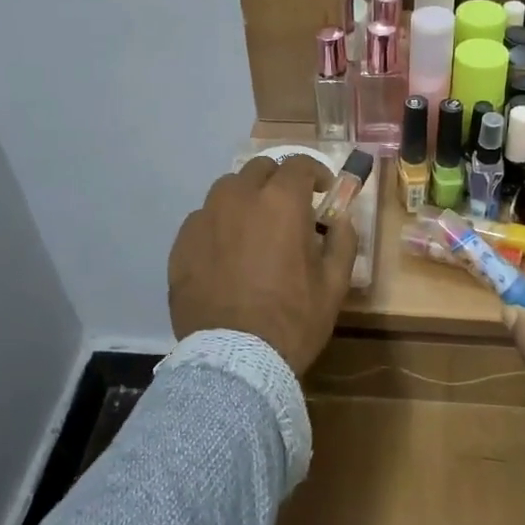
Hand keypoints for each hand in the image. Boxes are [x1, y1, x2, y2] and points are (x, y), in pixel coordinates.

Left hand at [168, 155, 359, 374]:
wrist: (234, 360)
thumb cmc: (293, 320)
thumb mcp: (334, 283)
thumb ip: (343, 240)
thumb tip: (340, 219)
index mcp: (281, 202)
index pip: (299, 164)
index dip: (316, 173)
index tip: (323, 192)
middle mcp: (239, 198)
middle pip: (260, 169)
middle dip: (279, 182)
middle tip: (289, 209)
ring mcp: (204, 218)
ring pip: (227, 190)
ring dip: (246, 198)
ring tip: (254, 228)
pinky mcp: (181, 243)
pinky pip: (203, 219)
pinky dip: (219, 225)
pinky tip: (227, 253)